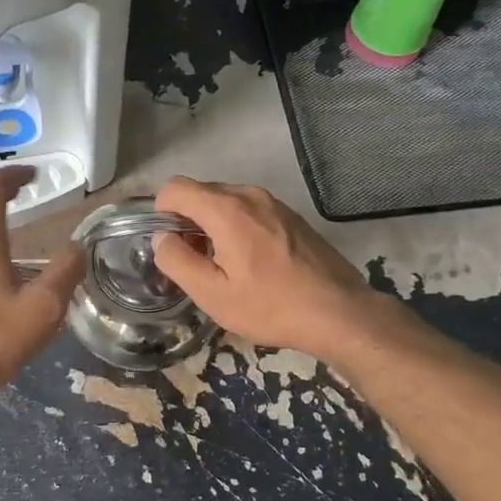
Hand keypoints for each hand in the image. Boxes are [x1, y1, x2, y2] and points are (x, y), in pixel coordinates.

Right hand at [151, 177, 381, 357]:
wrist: (339, 312)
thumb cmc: (271, 306)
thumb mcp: (213, 294)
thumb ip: (177, 261)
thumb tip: (162, 239)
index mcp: (226, 209)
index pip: (175, 188)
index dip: (161, 212)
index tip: (170, 244)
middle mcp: (249, 195)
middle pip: (201, 192)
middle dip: (187, 220)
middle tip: (195, 261)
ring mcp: (274, 203)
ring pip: (226, 201)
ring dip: (213, 224)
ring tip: (223, 264)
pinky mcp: (291, 215)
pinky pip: (250, 210)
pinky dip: (237, 226)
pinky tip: (251, 262)